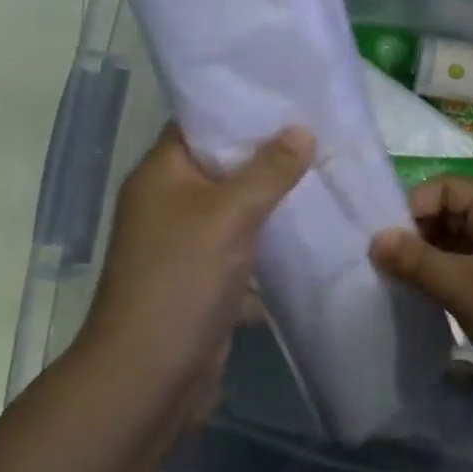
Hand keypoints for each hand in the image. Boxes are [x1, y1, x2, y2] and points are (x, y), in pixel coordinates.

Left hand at [81, 124, 313, 420]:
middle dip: (267, 151)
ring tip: (323, 169)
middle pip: (222, 163)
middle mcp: (168, 199)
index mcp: (161, 172)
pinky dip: (269, 233)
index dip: (241, 107)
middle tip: (317, 130)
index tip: (287, 95)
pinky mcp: (203, 274)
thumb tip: (302, 130)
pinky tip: (310, 223)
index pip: (201, 122)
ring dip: (272, 194)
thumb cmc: (181, 278)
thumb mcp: (229, 215)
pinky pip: (241, 241)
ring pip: (235, 204)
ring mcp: (185, 239)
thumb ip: (268, 171)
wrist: (149, 375)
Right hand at [369, 177, 472, 419]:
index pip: (447, 187)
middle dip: (418, 232)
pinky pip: (470, 266)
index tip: (386, 240)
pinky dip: (447, 275)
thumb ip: (417, 261)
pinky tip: (426, 296)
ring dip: (430, 257)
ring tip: (400, 281)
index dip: (413, 206)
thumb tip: (374, 239)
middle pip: (452, 212)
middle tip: (386, 263)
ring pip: (459, 242)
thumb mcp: (465, 288)